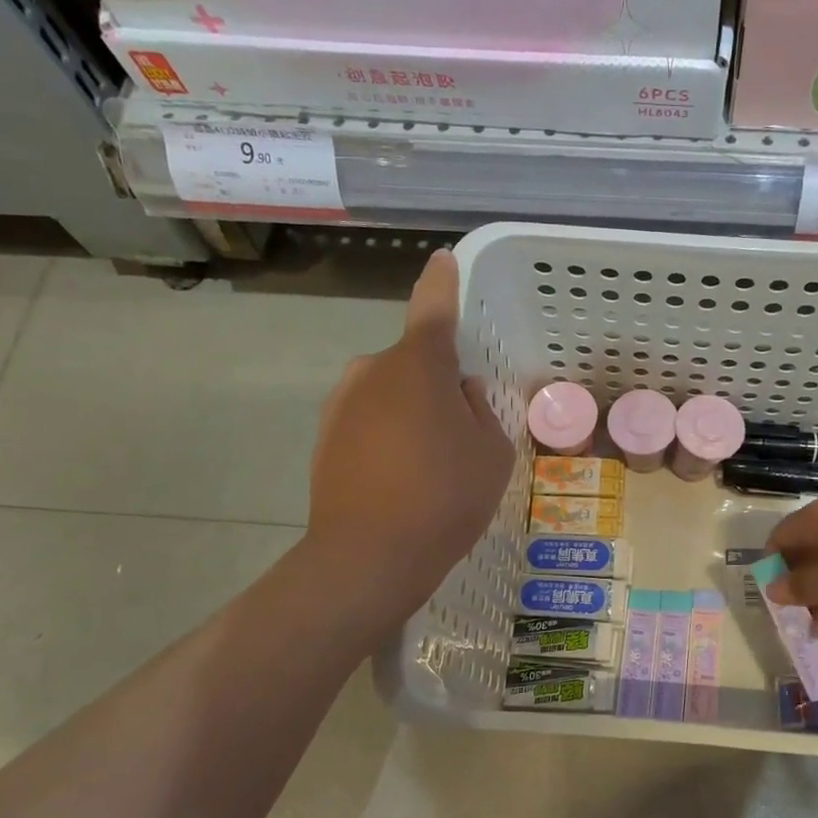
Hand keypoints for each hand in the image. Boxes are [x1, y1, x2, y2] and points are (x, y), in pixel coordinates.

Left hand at [304, 250, 513, 625]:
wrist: (368, 557)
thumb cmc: (444, 496)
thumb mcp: (492, 452)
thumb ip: (481, 411)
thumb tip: (461, 392)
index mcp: (418, 364)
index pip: (434, 307)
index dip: (442, 282)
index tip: (443, 260)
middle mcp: (372, 370)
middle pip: (413, 362)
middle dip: (437, 383)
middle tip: (462, 432)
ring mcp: (342, 404)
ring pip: (391, 394)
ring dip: (412, 412)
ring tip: (432, 466)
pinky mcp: (325, 438)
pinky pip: (370, 421)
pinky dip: (388, 437)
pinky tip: (402, 480)